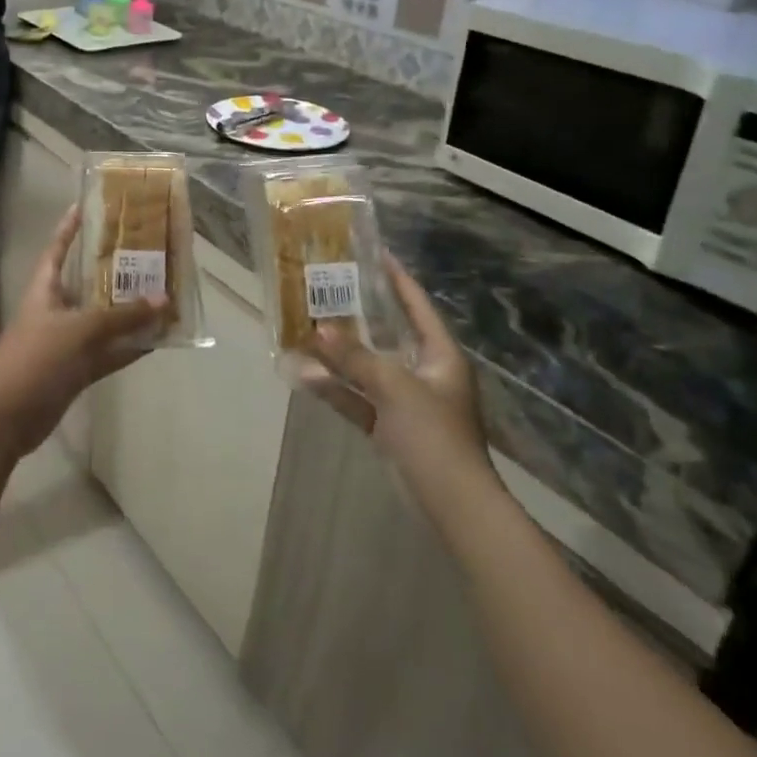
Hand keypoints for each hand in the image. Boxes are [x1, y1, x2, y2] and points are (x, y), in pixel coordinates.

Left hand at [0, 204, 164, 458]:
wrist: (6, 418)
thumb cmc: (35, 359)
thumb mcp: (79, 330)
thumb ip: (122, 316)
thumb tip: (164, 299)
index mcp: (45, 289)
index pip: (58, 249)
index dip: (70, 227)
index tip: (87, 205)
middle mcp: (56, 310)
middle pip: (88, 283)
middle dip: (115, 270)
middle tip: (148, 252)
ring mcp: (67, 342)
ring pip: (104, 321)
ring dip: (130, 312)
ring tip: (164, 294)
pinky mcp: (76, 370)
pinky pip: (109, 352)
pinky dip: (129, 347)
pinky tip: (158, 340)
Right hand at [298, 252, 496, 508]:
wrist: (451, 503)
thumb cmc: (433, 434)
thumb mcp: (395, 387)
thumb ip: (356, 358)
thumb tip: (319, 329)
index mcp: (440, 355)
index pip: (417, 305)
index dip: (397, 279)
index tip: (374, 253)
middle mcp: (425, 372)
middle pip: (388, 334)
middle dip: (358, 314)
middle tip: (328, 288)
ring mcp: (406, 401)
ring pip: (367, 368)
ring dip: (339, 355)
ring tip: (305, 328)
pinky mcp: (390, 427)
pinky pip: (358, 399)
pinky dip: (335, 389)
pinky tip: (304, 376)